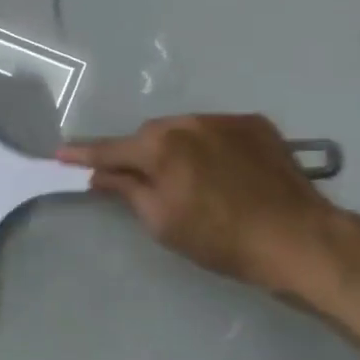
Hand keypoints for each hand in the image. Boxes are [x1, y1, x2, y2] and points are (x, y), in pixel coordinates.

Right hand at [58, 115, 337, 295]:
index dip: (84, 154)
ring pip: (183, 130)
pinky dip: (208, 147)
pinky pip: (215, 131)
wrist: (299, 238)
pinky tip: (221, 172)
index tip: (60, 153)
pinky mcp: (255, 124)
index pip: (111, 149)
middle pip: (149, 136)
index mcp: (162, 148)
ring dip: (175, 149)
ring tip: (188, 180)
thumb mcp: (164, 223)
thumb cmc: (222, 240)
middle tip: (140, 182)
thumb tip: (100, 174)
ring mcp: (225, 120)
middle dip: (139, 155)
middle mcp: (189, 122)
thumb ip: (127, 191)